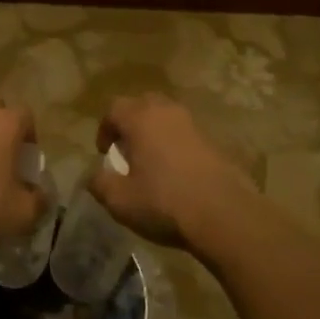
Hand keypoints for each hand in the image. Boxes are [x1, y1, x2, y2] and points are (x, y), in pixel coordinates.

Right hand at [88, 93, 261, 255]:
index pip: (113, 108)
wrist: (225, 214)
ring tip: (151, 161)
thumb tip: (94, 175)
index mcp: (140, 119)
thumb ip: (99, 183)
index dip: (104, 128)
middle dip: (130, 122)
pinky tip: (176, 172)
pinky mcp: (213, 141)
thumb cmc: (164, 203)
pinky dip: (175, 144)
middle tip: (127, 148)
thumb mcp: (120, 200)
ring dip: (155, 132)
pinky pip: (185, 133)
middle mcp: (166, 112)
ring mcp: (193, 125)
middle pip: (142, 104)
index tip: (104, 152)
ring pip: (167, 116)